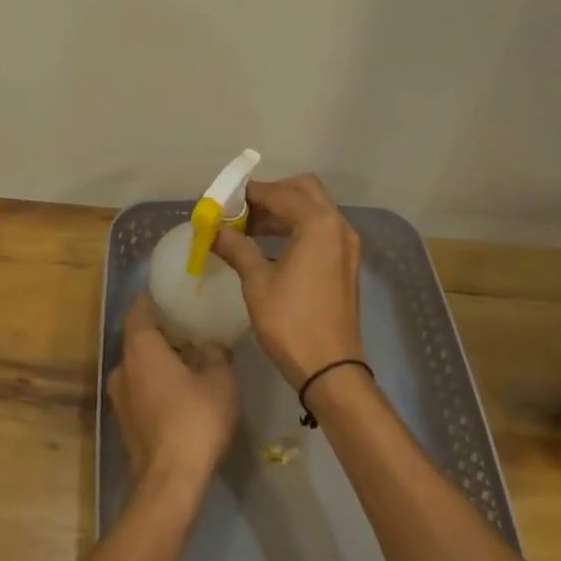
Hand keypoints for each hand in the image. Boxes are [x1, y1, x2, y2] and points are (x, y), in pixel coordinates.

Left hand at [108, 292, 238, 497]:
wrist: (170, 482)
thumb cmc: (194, 419)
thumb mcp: (219, 380)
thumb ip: (215, 353)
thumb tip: (210, 344)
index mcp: (140, 347)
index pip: (140, 309)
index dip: (153, 297)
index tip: (170, 291)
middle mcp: (123, 366)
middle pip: (138, 337)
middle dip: (160, 329)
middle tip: (187, 323)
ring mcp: (119, 396)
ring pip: (138, 365)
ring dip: (158, 358)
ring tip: (188, 356)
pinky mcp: (125, 421)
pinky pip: (140, 387)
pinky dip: (155, 381)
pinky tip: (179, 388)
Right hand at [212, 173, 364, 389]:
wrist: (331, 369)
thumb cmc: (291, 322)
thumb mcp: (257, 282)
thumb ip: (237, 248)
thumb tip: (213, 230)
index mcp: (318, 223)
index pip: (280, 193)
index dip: (249, 195)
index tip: (224, 202)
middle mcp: (338, 225)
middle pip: (304, 190)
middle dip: (272, 194)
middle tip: (242, 210)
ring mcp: (346, 244)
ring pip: (314, 209)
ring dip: (284, 210)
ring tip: (250, 227)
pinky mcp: (346, 261)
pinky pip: (321, 229)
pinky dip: (297, 226)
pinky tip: (271, 244)